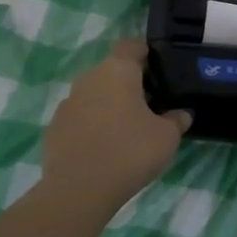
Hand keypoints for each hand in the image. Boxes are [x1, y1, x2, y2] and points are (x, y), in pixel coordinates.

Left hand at [41, 40, 190, 214]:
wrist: (78, 190)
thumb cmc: (129, 152)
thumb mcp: (167, 138)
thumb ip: (176, 120)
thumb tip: (181, 114)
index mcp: (117, 70)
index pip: (131, 46)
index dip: (145, 53)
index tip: (158, 69)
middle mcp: (89, 78)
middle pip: (112, 71)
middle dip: (129, 83)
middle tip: (148, 105)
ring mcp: (68, 102)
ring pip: (94, 94)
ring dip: (108, 105)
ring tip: (126, 130)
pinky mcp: (54, 127)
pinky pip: (79, 117)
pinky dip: (91, 125)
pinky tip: (102, 148)